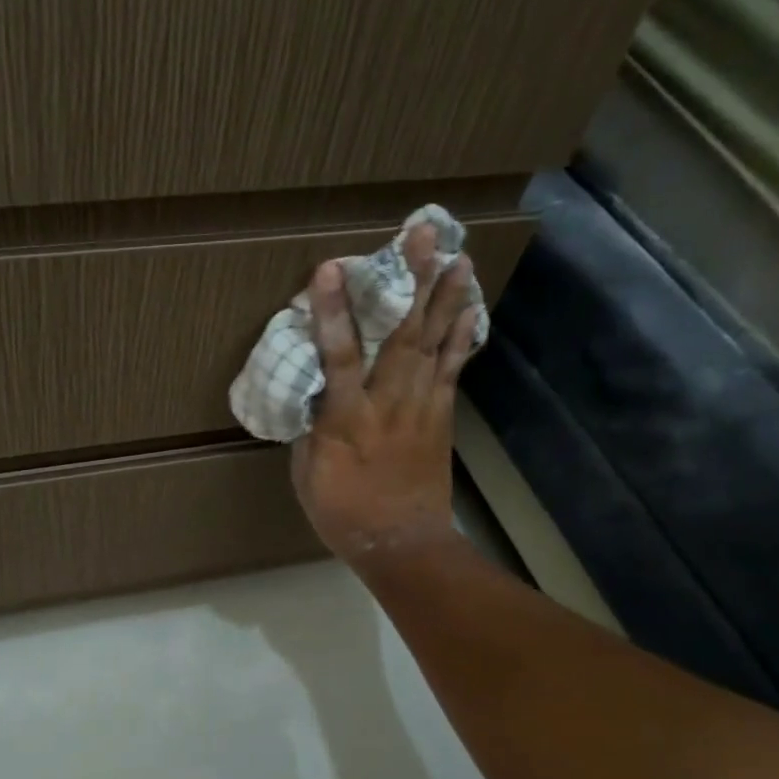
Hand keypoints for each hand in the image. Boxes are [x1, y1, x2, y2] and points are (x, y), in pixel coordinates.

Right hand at [291, 226, 478, 569]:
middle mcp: (388, 403)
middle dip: (412, 281)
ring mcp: (421, 407)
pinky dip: (462, 337)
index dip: (333, 312)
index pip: (338, 357)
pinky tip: (470, 308)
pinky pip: (453, 369)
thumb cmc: (344, 513)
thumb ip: (311, 428)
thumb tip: (314, 393)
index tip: (330, 269)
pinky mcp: (441, 417)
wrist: (402, 544)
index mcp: (347, 420)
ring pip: (435, 343)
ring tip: (458, 256)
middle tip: (422, 234)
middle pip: (402, 334)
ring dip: (446, 298)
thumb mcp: (308, 475)